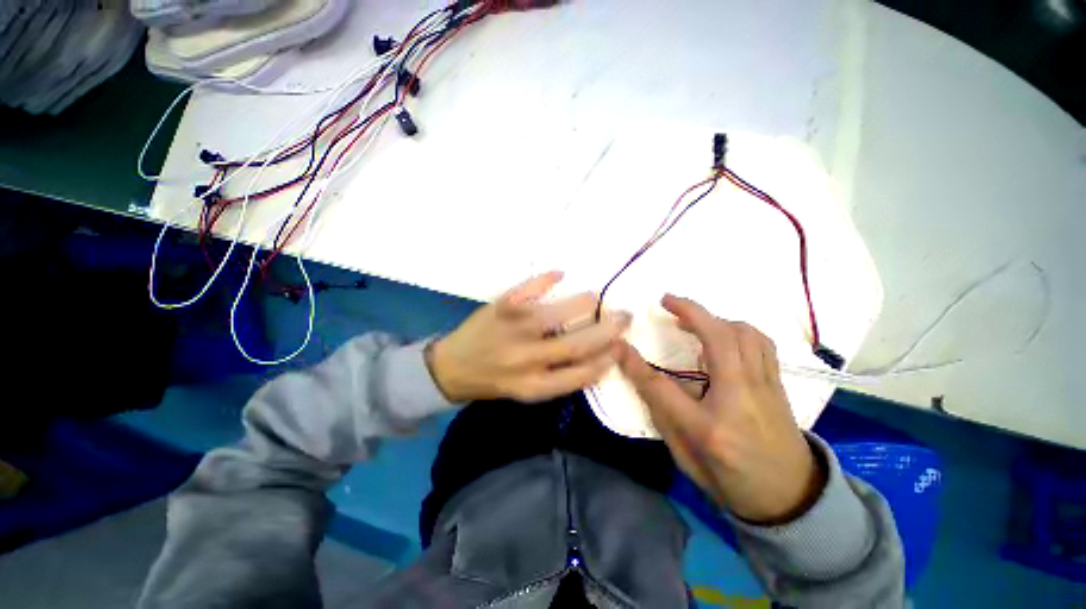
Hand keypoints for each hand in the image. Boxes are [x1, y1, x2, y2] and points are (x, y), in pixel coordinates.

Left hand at [427, 271, 631, 402]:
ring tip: (597, 298)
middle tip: (624, 315)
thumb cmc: (494, 380)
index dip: (607, 358)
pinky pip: (529, 287)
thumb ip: (559, 378)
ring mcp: (514, 329)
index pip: (582, 373)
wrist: (451, 366)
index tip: (621, 345)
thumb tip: (595, 356)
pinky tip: (560, 274)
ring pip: (560, 312)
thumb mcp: (527, 390)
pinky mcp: (501, 307)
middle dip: (609, 329)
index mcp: (534, 385)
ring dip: (586, 302)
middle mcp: (527, 359)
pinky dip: (547, 278)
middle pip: (578, 344)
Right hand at [615, 295, 824, 523]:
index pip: (662, 388)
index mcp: (710, 428)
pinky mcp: (778, 384)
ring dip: (715, 317)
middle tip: (667, 301)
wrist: (793, 499)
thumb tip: (644, 378)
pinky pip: (760, 342)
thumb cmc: (733, 482)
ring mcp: (766, 388)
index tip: (618, 343)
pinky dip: (737, 328)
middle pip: (718, 339)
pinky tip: (722, 332)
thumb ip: (663, 415)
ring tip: (692, 318)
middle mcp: (741, 399)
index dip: (635, 363)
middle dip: (690, 311)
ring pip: (744, 333)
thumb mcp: (686, 459)